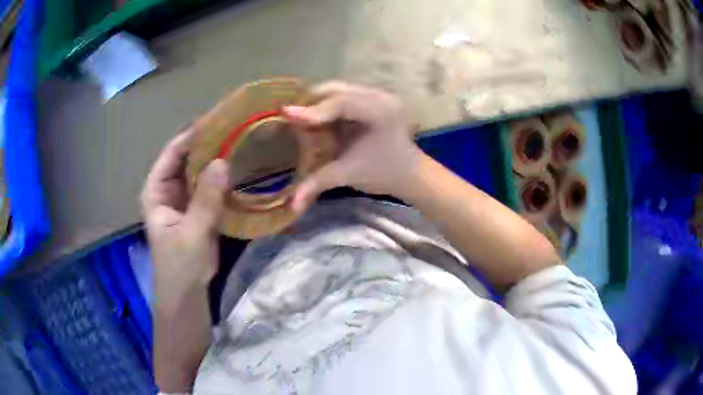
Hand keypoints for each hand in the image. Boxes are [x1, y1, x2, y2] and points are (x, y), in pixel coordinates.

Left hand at [140, 128, 229, 298]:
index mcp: (156, 190)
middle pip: (186, 157)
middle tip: (235, 126)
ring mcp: (183, 198)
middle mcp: (167, 188)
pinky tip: (239, 167)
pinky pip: (209, 186)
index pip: (173, 153)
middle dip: (207, 143)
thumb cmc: (180, 266)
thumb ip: (206, 200)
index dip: (193, 135)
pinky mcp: (198, 208)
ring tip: (240, 140)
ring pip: (199, 171)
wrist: (187, 294)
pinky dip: (221, 177)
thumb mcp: (192, 233)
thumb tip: (223, 162)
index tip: (218, 119)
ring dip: (216, 158)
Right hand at [283, 82, 422, 210]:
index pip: (340, 103)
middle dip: (310, 102)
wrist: (411, 174)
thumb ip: (318, 183)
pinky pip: (343, 96)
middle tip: (290, 117)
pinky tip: (316, 118)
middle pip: (336, 90)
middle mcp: (379, 96)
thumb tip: (291, 205)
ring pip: (337, 90)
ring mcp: (377, 95)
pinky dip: (326, 106)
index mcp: (379, 111)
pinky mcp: (373, 98)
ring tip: (300, 118)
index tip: (287, 113)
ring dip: (317, 102)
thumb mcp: (349, 175)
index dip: (312, 110)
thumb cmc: (384, 174)